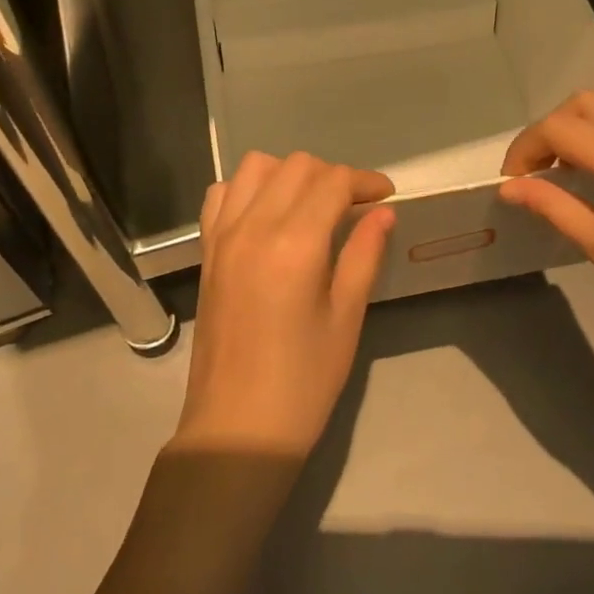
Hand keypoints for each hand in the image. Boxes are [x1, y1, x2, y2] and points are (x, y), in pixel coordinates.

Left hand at [176, 152, 395, 456]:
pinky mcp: (207, 249)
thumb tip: (383, 212)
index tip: (385, 194)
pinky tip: (266, 214)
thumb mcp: (346, 319)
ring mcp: (224, 235)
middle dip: (332, 175)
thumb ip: (364, 255)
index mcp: (295, 243)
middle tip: (354, 206)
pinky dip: (248, 188)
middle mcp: (254, 225)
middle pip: (297, 165)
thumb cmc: (303, 382)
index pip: (333, 182)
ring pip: (256, 167)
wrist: (236, 428)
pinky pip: (222, 193)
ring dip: (289, 173)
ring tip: (310, 204)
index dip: (365, 180)